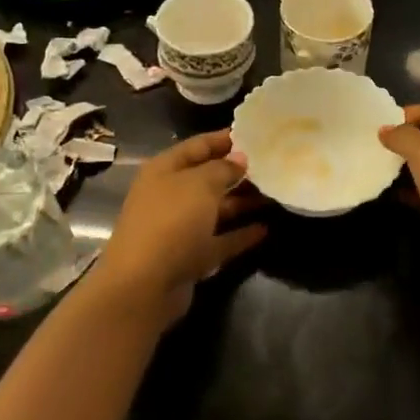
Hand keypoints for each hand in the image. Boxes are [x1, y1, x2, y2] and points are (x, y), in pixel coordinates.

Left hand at [90, 130, 266, 325]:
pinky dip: (240, 235)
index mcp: (165, 170)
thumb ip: (223, 168)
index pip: (198, 146)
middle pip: (208, 178)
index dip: (225, 139)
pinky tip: (265, 229)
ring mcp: (180, 228)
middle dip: (238, 172)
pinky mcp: (190, 257)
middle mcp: (170, 195)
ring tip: (275, 195)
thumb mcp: (200, 184)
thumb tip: (240, 159)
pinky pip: (220, 240)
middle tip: (273, 166)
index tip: (256, 135)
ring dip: (242, 203)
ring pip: (216, 210)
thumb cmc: (171, 221)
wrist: (144, 285)